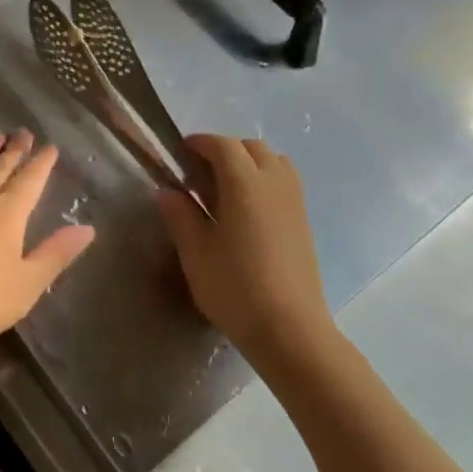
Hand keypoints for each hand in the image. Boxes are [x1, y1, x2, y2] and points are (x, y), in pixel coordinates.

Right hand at [157, 135, 334, 368]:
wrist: (289, 329)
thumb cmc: (235, 287)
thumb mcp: (195, 252)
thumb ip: (180, 215)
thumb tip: (168, 191)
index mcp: (245, 184)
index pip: (223, 146)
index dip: (200, 142)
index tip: (181, 150)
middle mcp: (274, 183)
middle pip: (252, 148)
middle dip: (225, 149)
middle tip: (199, 171)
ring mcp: (295, 202)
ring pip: (274, 161)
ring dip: (249, 162)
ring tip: (226, 186)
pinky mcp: (304, 222)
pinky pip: (285, 182)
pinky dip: (264, 179)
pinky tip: (247, 209)